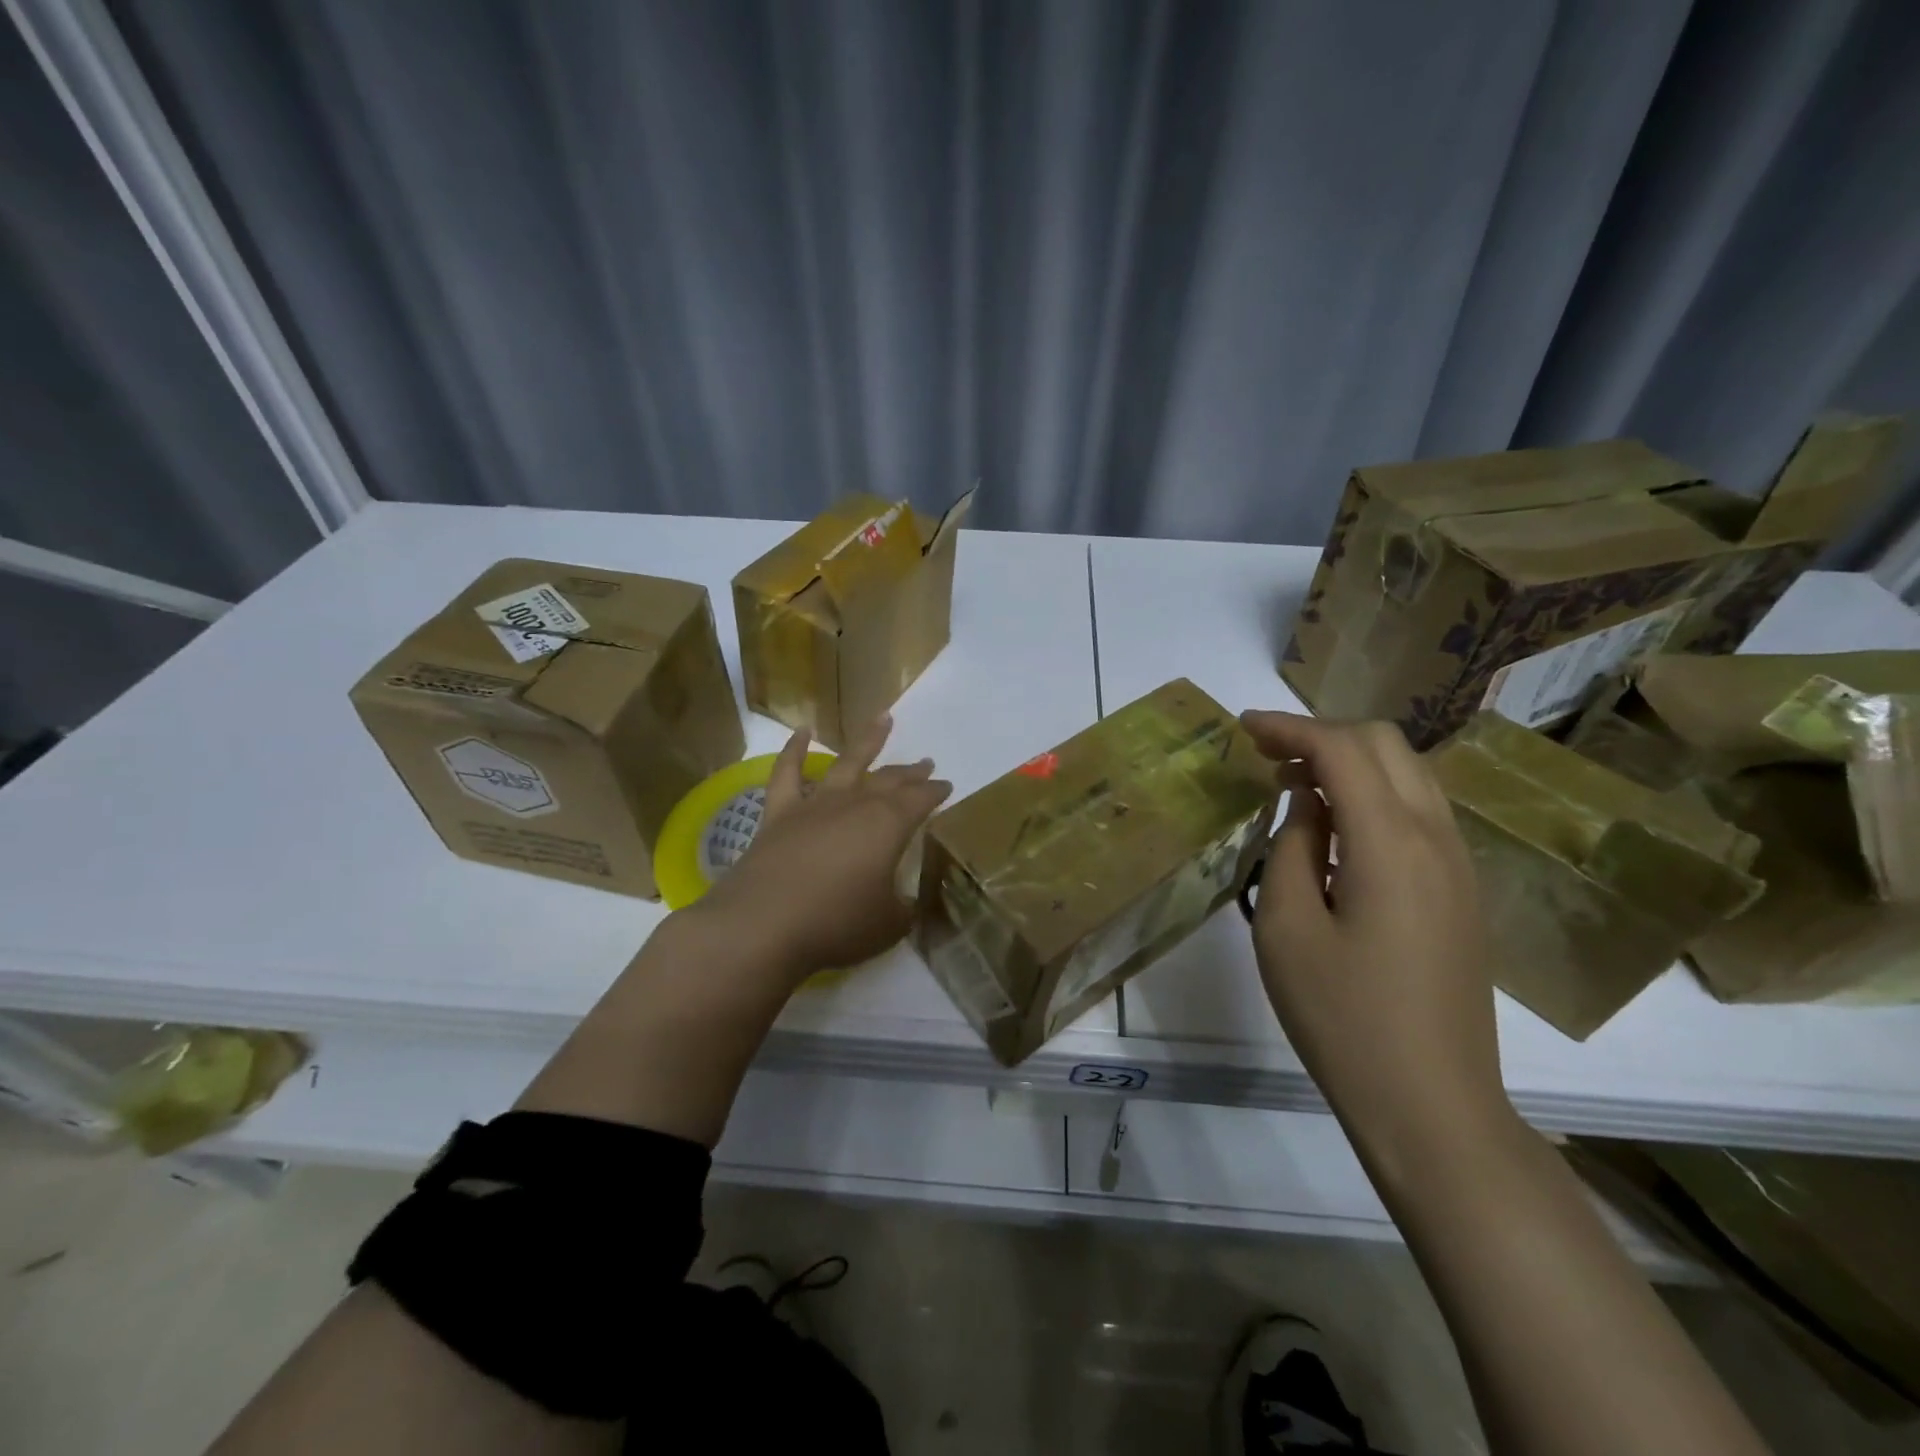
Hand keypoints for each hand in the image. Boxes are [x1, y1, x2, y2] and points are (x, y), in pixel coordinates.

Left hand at [696, 716, 952, 982]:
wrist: (763, 927)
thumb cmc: (836, 925)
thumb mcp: (889, 925)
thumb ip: (902, 908)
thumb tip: (904, 902)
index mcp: (888, 825)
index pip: (921, 800)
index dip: (936, 792)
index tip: (947, 787)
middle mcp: (855, 805)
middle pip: (890, 780)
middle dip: (911, 772)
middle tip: (926, 764)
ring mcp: (815, 805)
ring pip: (847, 763)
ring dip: (868, 740)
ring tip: (883, 719)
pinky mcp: (778, 815)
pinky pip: (787, 773)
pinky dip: (794, 750)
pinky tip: (801, 731)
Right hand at [1239, 711, 1513, 1158]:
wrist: (1431, 1103)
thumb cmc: (1342, 1017)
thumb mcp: (1287, 928)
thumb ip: (1292, 847)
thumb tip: (1305, 802)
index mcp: (1390, 843)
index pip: (1341, 749)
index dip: (1289, 727)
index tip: (1243, 727)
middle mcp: (1436, 838)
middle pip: (1386, 745)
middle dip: (1322, 734)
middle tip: (1267, 754)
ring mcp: (1459, 865)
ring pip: (1410, 774)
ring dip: (1351, 761)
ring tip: (1296, 783)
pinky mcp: (1462, 892)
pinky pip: (1420, 811)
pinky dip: (1375, 793)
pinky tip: (1337, 826)